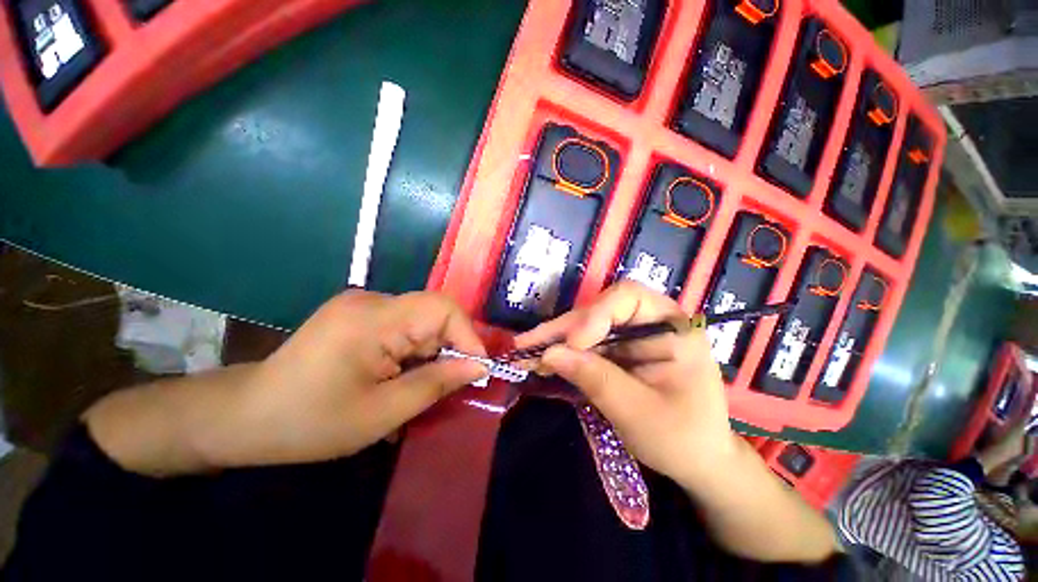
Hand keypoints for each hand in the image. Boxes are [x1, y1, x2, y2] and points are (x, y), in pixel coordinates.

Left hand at [86, 290, 488, 475]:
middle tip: (451, 383)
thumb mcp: (382, 413)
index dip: (467, 334)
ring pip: (421, 320)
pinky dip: (414, 349)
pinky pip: (404, 325)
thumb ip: (437, 383)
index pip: (441, 308)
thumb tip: (480, 366)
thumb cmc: (310, 422)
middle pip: (433, 313)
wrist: (245, 416)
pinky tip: (401, 374)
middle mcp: (371, 301)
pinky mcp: (359, 314)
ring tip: (420, 384)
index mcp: (373, 319)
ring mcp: (363, 305)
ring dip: (431, 351)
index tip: (478, 368)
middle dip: (449, 347)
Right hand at [515, 281, 736, 483]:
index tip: (573, 343)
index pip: (629, 298)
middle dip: (563, 330)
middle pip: (599, 311)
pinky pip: (585, 345)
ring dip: (556, 341)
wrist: (697, 463)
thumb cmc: (681, 439)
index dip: (596, 314)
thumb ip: (595, 379)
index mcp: (673, 328)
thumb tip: (550, 354)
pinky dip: (562, 353)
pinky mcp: (617, 351)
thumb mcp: (638, 413)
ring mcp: (631, 336)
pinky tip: (540, 359)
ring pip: (586, 327)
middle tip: (527, 344)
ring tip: (525, 351)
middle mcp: (650, 322)